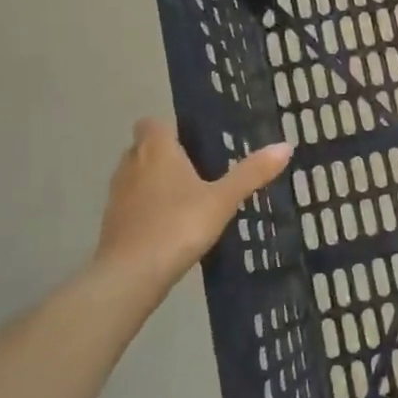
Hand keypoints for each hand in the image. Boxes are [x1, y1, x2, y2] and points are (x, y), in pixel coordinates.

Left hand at [88, 119, 291, 312]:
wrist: (131, 274)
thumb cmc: (178, 225)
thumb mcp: (223, 199)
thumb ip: (251, 173)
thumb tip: (285, 146)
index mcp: (156, 150)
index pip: (152, 123)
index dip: (170, 128)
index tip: (194, 141)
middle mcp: (131, 164)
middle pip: (144, 147)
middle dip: (166, 154)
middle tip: (200, 169)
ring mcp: (117, 195)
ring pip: (136, 175)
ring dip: (155, 181)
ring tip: (188, 197)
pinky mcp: (112, 222)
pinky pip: (132, 203)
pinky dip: (148, 207)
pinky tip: (171, 225)